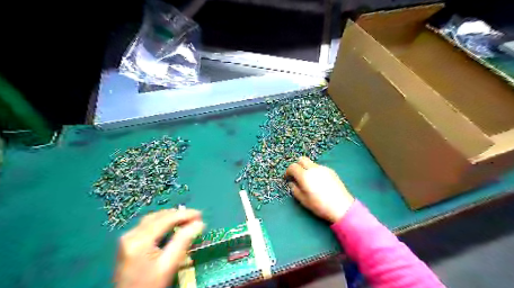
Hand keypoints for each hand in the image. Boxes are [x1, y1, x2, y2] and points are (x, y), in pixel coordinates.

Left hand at [113, 210, 204, 287]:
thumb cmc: (150, 286)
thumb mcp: (169, 265)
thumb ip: (183, 241)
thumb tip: (199, 223)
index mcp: (140, 240)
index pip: (166, 219)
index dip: (184, 214)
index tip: (200, 215)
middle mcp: (131, 234)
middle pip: (158, 216)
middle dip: (178, 214)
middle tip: (195, 217)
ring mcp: (128, 238)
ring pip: (153, 218)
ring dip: (171, 217)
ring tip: (186, 220)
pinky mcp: (128, 242)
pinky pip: (148, 225)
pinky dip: (162, 222)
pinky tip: (172, 225)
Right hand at [286, 158, 353, 222]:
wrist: (342, 206)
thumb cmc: (320, 205)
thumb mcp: (303, 200)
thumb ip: (294, 189)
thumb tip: (292, 183)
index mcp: (305, 176)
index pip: (292, 167)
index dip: (288, 171)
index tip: (287, 177)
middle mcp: (313, 168)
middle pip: (302, 159)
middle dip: (297, 165)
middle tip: (296, 175)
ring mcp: (323, 168)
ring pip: (311, 163)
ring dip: (306, 168)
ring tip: (308, 179)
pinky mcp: (331, 170)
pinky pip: (319, 167)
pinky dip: (315, 171)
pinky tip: (318, 181)